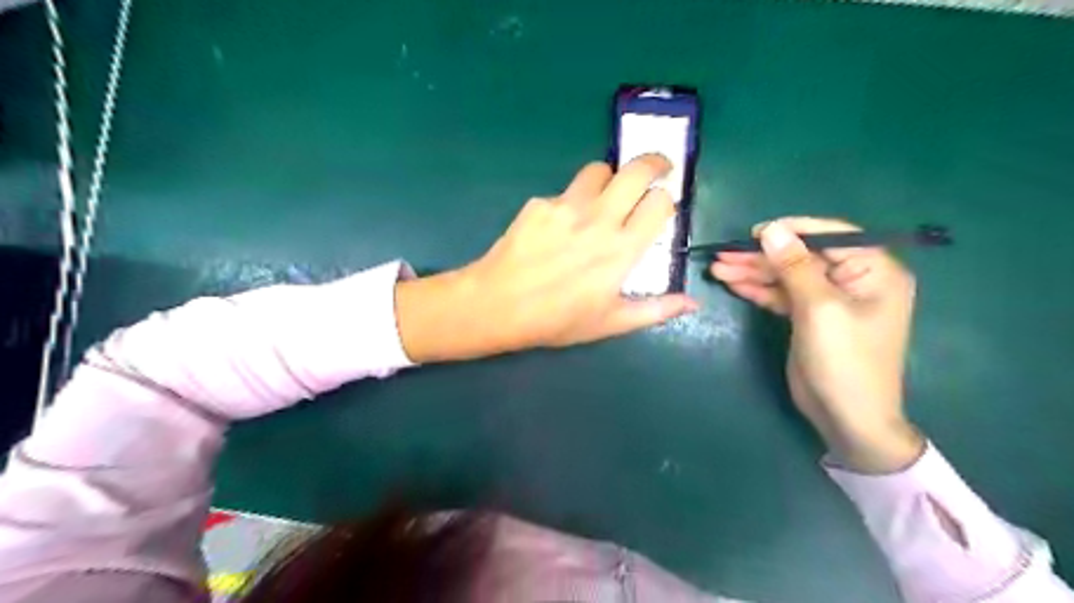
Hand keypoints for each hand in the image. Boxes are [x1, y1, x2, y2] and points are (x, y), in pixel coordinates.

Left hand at [392, 155, 697, 361]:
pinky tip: (560, 226)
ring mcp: (566, 207)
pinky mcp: (540, 203)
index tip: (663, 206)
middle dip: (653, 163)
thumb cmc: (556, 320)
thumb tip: (693, 304)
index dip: (666, 200)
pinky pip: (565, 191)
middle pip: (636, 170)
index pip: (659, 203)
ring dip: (609, 178)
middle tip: (655, 170)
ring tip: (604, 197)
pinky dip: (572, 201)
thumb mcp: (610, 323)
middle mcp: (598, 220)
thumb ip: (655, 310)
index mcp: (621, 250)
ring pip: (599, 170)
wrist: (497, 305)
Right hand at [711, 219, 921, 472]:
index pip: (830, 235)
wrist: (846, 417)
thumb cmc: (844, 360)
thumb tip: (771, 229)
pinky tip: (733, 284)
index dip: (791, 230)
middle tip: (723, 255)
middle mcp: (853, 279)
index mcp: (873, 270)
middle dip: (761, 256)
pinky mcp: (809, 316)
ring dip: (753, 272)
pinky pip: (782, 294)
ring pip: (786, 275)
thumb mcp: (819, 308)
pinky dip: (758, 289)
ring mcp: (829, 299)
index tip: (754, 232)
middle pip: (801, 256)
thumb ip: (794, 266)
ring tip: (717, 269)